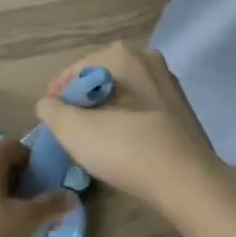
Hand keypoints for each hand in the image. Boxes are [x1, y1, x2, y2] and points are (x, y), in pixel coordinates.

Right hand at [34, 41, 228, 214]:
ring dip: (106, 110)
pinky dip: (127, 120)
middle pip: (103, 78)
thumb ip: (51, 110)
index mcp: (124, 55)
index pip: (77, 68)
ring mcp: (170, 85)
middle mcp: (150, 59)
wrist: (187, 181)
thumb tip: (48, 103)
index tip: (50, 115)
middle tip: (69, 126)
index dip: (58, 91)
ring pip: (125, 93)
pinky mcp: (182, 111)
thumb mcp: (72, 130)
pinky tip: (121, 144)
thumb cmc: (126, 148)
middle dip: (84, 99)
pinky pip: (143, 109)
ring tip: (91, 137)